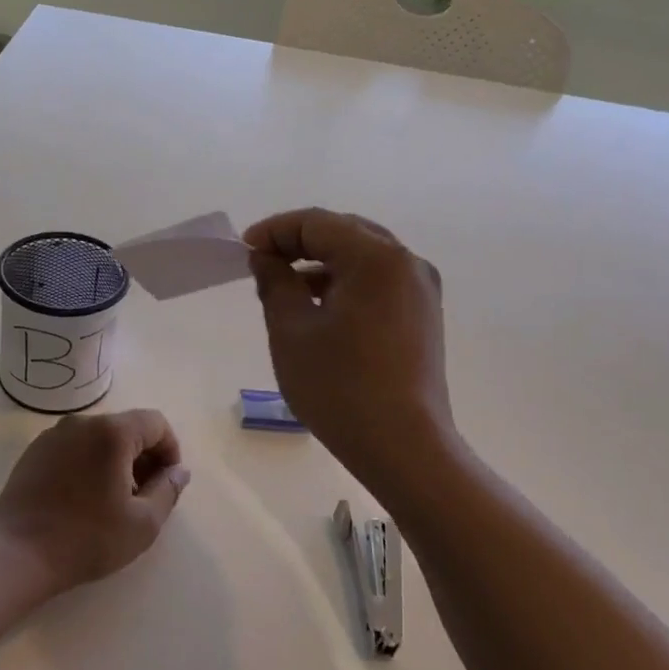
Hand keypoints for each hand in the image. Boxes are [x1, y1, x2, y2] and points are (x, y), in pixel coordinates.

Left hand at [0, 409, 189, 593]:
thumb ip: (168, 490)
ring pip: (99, 438)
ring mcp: (53, 435)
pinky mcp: (34, 451)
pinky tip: (83, 499)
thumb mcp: (143, 523)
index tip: (168, 482)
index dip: (170, 449)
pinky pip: (74, 447)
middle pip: (126, 427)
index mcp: (111, 432)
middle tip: (145, 496)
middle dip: (144, 456)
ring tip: (114, 501)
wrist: (17, 554)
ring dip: (116, 461)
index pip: (156, 423)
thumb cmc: (87, 539)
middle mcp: (81, 422)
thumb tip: (179, 470)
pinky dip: (89, 463)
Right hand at [243, 208, 454, 483]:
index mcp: (376, 257)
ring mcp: (422, 290)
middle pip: (345, 232)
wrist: (403, 447)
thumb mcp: (291, 330)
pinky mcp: (424, 316)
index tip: (244, 250)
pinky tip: (321, 308)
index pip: (317, 223)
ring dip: (323, 263)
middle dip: (299, 242)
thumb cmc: (339, 386)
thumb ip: (275, 282)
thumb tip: (267, 257)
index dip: (275, 230)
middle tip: (263, 263)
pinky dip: (347, 283)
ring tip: (287, 287)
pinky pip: (379, 281)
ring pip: (364, 257)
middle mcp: (407, 262)